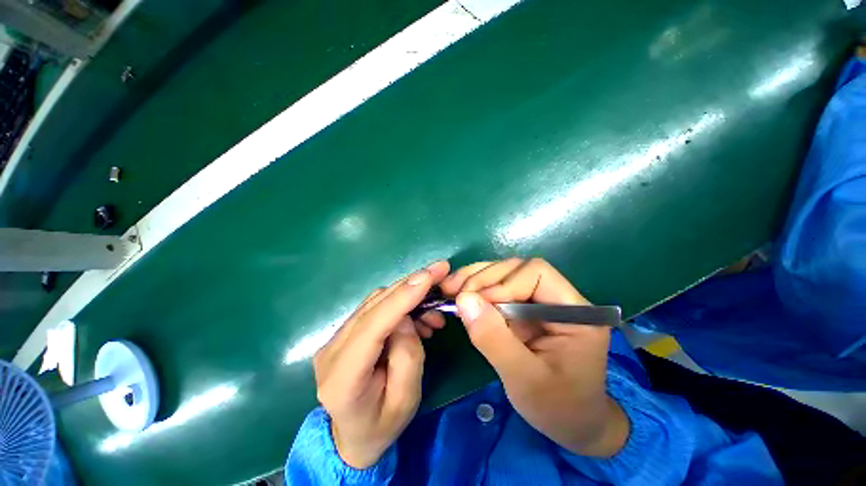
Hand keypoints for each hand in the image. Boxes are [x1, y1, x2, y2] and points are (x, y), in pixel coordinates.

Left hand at [314, 261, 449, 468]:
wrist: (352, 436)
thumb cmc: (382, 425)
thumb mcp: (406, 399)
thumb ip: (408, 355)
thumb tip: (406, 318)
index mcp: (343, 377)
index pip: (373, 326)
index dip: (402, 297)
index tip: (428, 276)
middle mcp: (332, 350)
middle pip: (374, 306)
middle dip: (409, 285)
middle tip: (439, 271)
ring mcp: (335, 338)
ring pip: (375, 301)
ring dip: (407, 294)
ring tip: (433, 306)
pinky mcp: (344, 332)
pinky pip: (375, 307)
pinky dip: (399, 302)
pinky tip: (417, 314)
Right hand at [440, 258, 628, 456]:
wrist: (570, 422)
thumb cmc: (556, 407)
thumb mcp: (524, 380)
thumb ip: (494, 339)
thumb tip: (464, 300)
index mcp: (574, 312)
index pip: (536, 273)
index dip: (503, 282)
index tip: (476, 303)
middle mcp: (558, 298)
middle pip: (516, 269)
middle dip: (483, 278)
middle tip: (452, 291)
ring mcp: (540, 301)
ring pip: (504, 274)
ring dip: (474, 279)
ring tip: (449, 287)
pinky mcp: (524, 309)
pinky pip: (497, 289)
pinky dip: (475, 289)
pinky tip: (458, 294)